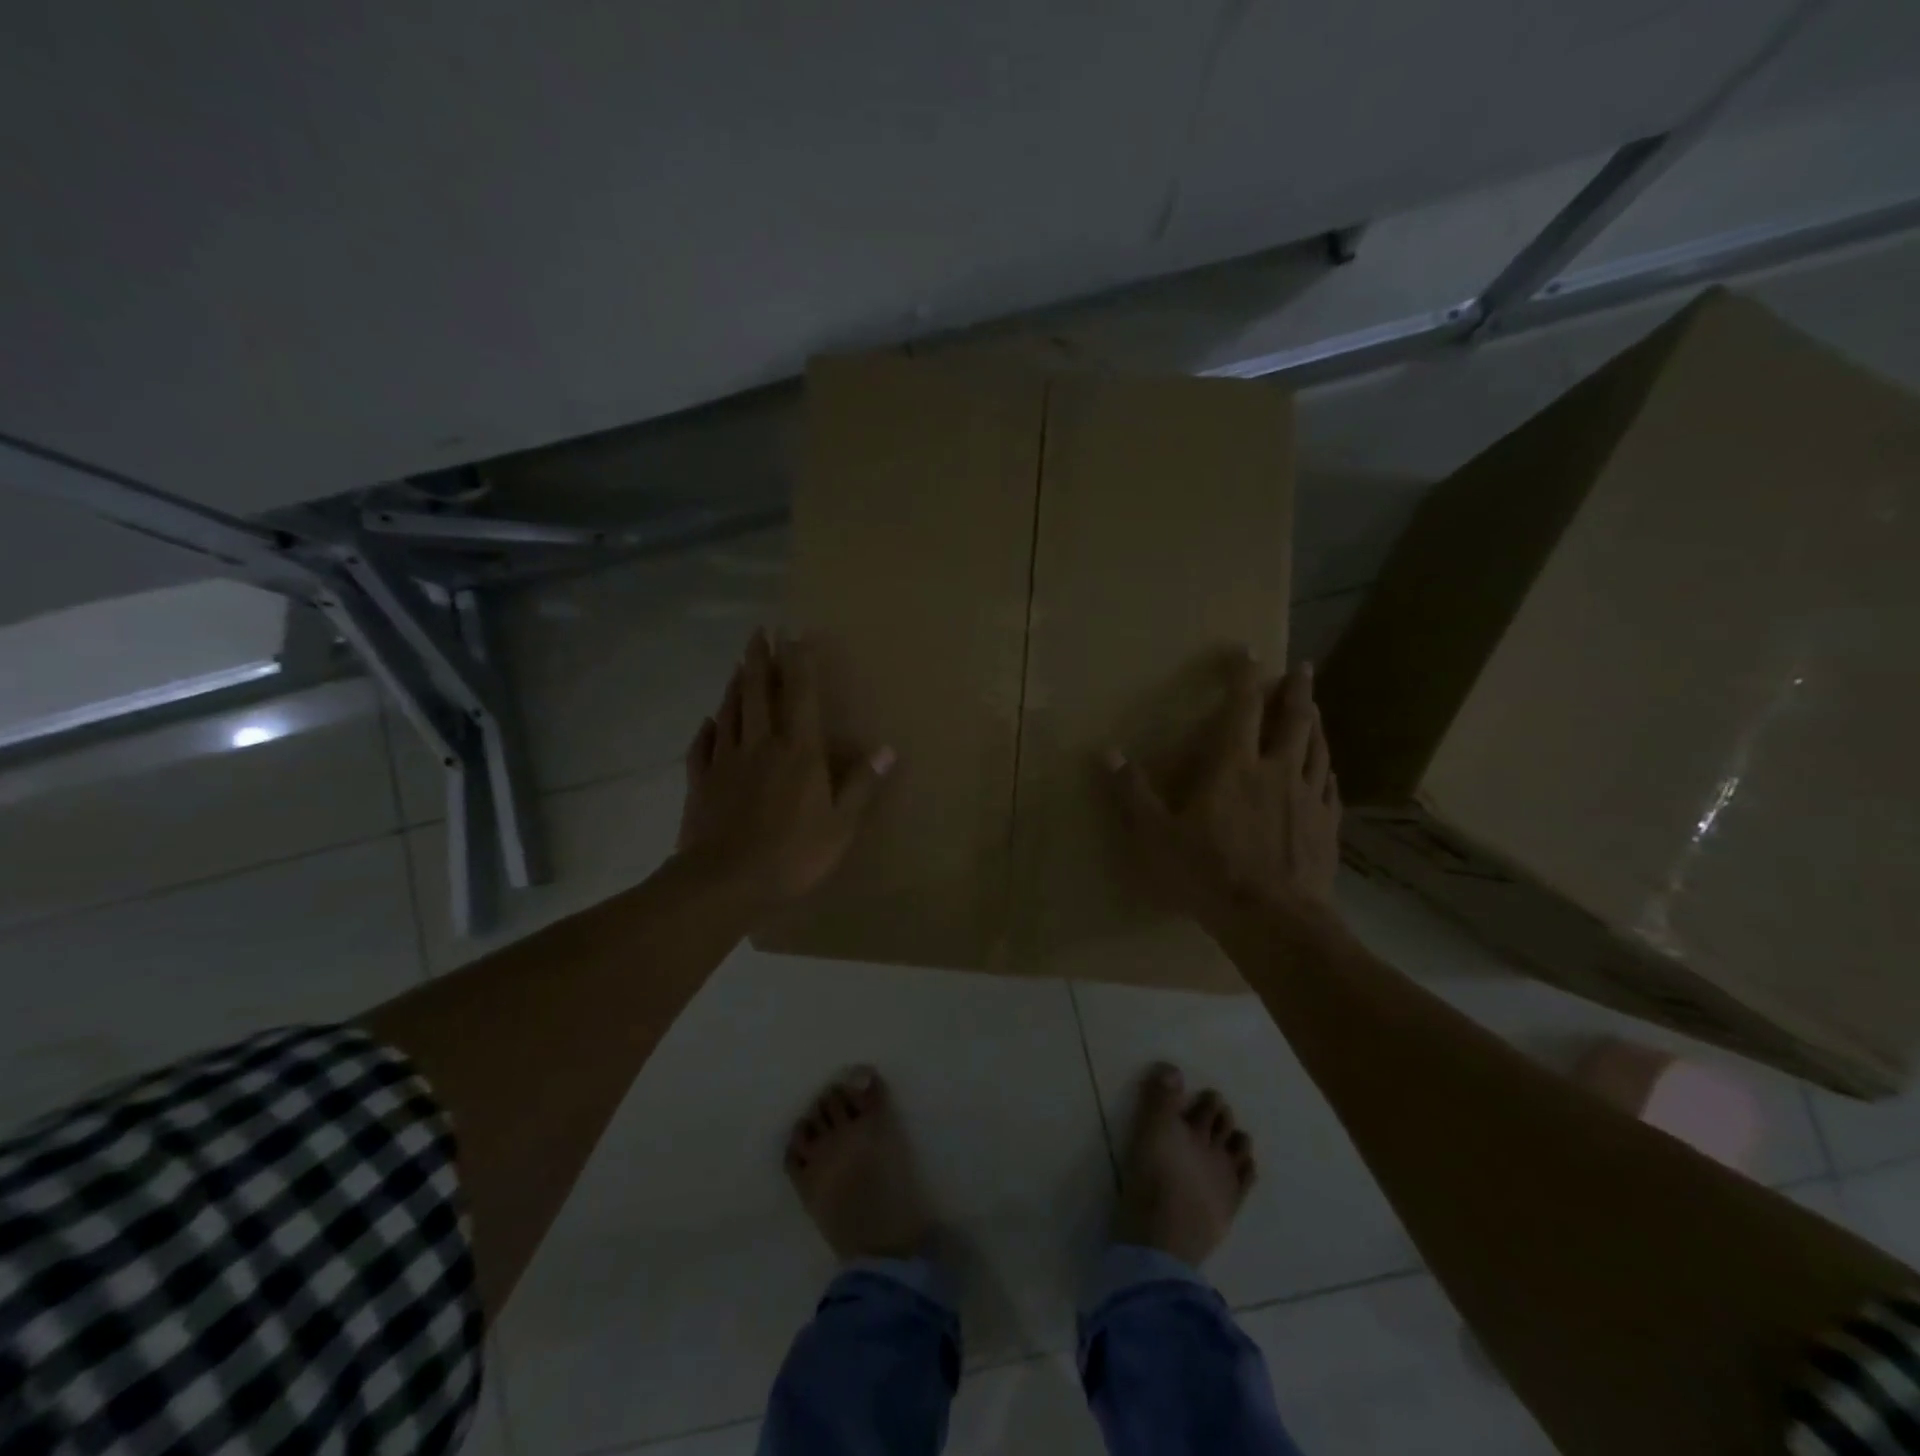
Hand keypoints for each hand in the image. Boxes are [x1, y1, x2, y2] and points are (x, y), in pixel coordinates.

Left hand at [677, 629, 893, 909]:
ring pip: (729, 713)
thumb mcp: (841, 825)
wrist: (724, 882)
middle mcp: (760, 746)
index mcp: (798, 752)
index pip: (800, 696)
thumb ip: (862, 785)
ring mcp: (726, 763)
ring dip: (735, 686)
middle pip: (758, 694)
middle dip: (759, 661)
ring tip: (738, 665)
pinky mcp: (701, 783)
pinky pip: (702, 747)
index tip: (795, 634)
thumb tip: (887, 749)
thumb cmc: (792, 854)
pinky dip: (706, 730)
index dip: (800, 662)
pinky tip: (707, 722)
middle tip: (758, 632)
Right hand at [1107, 656, 1340, 931]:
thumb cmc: (1210, 873)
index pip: (1242, 708)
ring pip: (1318, 748)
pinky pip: (1329, 786)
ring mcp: (1308, 798)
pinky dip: (1326, 769)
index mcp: (1234, 767)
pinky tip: (1327, 770)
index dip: (1245, 676)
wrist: (1275, 920)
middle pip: (1294, 720)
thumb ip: (1134, 793)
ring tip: (1316, 708)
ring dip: (1316, 723)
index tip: (1250, 650)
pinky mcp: (1326, 826)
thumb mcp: (1157, 835)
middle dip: (1296, 690)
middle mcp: (1277, 771)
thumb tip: (1107, 753)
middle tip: (1302, 668)